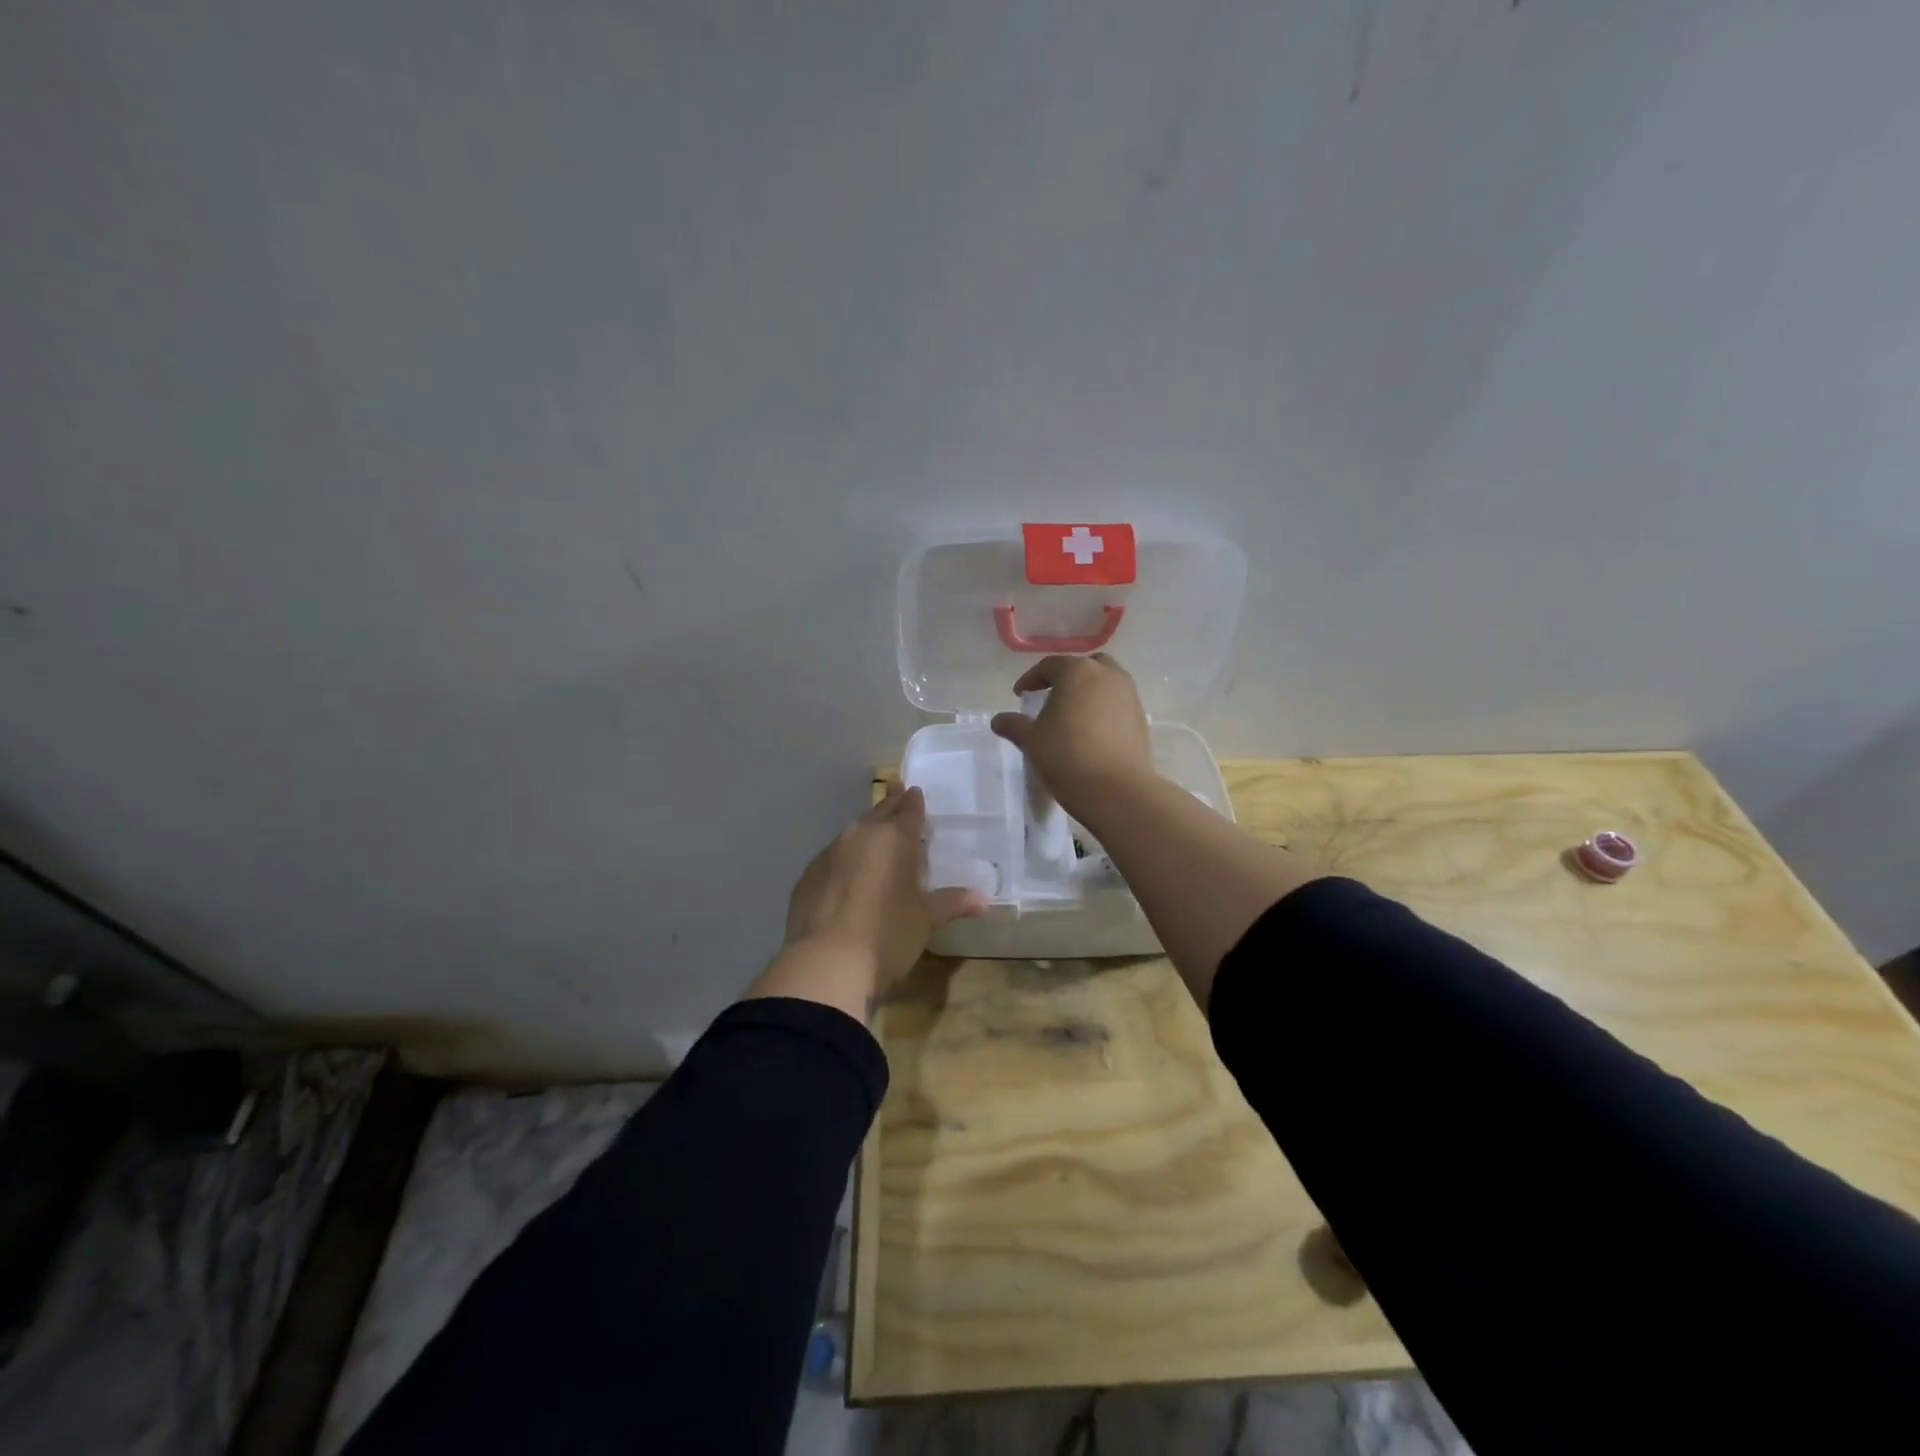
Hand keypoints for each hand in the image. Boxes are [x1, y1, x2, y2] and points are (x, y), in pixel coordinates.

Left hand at [783, 781, 985, 993]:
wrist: (825, 963)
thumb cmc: (887, 935)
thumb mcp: (925, 920)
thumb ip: (952, 903)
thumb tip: (983, 900)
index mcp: (894, 839)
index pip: (908, 810)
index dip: (914, 801)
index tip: (914, 791)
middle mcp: (860, 836)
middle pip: (879, 812)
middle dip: (890, 804)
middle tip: (896, 792)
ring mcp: (829, 854)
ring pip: (853, 833)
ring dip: (866, 832)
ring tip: (874, 835)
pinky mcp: (807, 876)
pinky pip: (832, 858)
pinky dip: (844, 859)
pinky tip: (847, 874)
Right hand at [988, 653, 1153, 817]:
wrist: (1116, 789)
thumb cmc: (1066, 756)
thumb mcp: (1032, 741)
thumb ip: (1015, 726)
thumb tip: (998, 720)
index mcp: (1078, 672)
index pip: (1050, 665)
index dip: (1032, 678)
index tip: (1021, 695)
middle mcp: (1108, 676)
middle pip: (1085, 666)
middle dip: (1067, 678)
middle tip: (1052, 697)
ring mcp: (1129, 696)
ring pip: (1106, 684)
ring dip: (1088, 693)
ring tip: (1072, 716)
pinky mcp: (1141, 719)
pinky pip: (1118, 705)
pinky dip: (1103, 710)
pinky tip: (1091, 733)